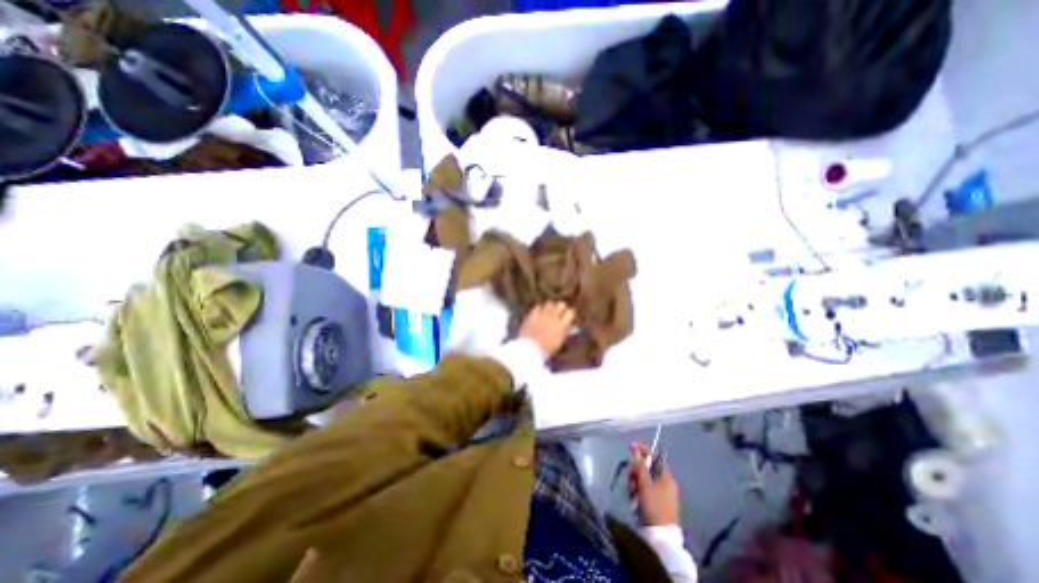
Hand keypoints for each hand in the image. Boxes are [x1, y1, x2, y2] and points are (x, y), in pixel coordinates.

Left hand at [516, 303, 575, 357]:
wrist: (530, 349)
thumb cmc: (547, 349)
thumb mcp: (560, 342)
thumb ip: (566, 332)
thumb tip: (572, 327)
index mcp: (562, 325)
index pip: (570, 312)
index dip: (569, 314)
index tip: (568, 316)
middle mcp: (553, 318)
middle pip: (561, 304)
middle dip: (561, 307)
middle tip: (559, 312)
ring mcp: (542, 315)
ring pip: (550, 303)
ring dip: (550, 307)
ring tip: (548, 312)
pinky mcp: (533, 315)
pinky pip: (538, 306)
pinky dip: (539, 309)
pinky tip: (539, 313)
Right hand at [625, 445, 684, 525]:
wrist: (660, 536)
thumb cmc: (654, 506)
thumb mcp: (644, 484)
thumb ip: (640, 466)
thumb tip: (636, 450)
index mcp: (666, 477)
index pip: (655, 457)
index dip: (643, 450)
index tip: (631, 446)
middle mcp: (666, 483)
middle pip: (648, 468)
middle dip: (637, 471)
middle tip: (630, 476)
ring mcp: (662, 494)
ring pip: (644, 479)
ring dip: (635, 482)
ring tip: (632, 491)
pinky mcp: (657, 503)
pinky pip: (645, 490)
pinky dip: (638, 491)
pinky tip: (634, 498)